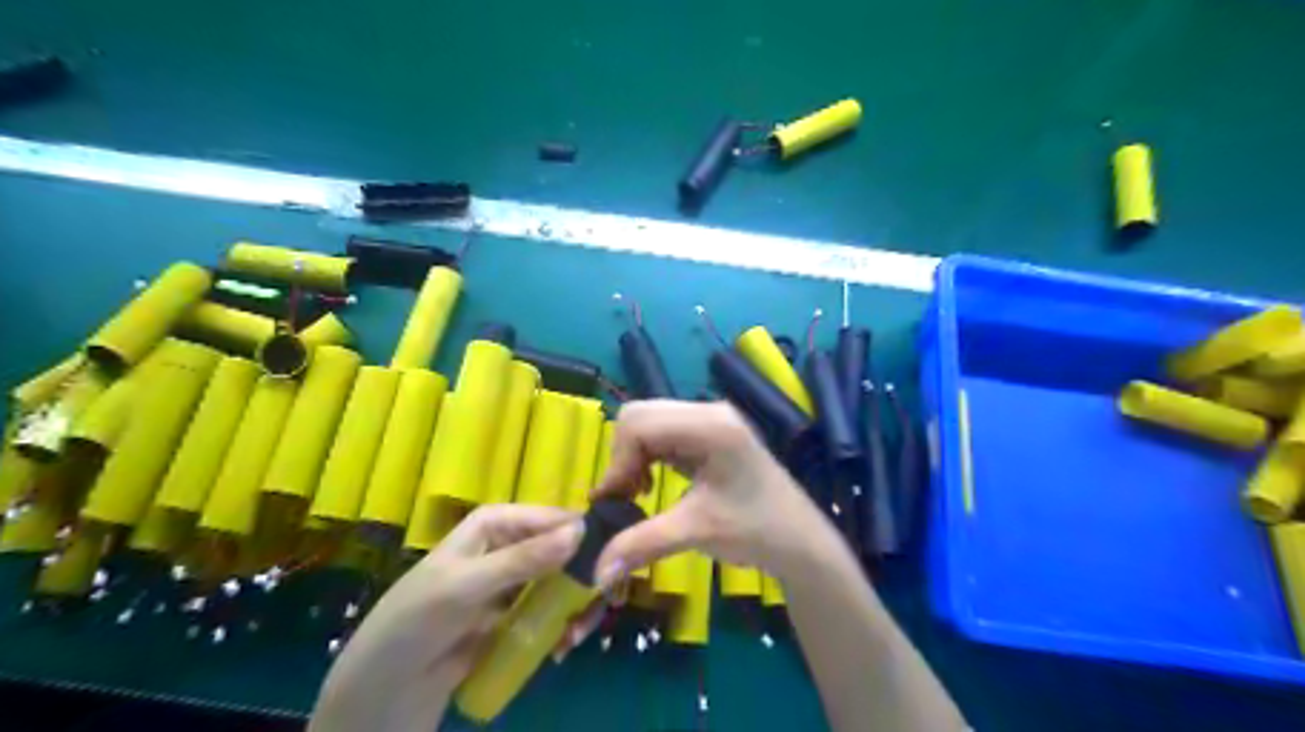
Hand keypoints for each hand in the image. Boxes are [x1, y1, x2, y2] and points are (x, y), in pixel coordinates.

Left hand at [310, 504, 579, 730]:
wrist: (384, 688)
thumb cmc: (416, 621)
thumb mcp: (467, 586)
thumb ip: (524, 560)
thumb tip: (580, 530)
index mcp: (496, 523)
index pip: (552, 518)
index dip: (584, 535)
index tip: (614, 560)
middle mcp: (510, 544)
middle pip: (565, 550)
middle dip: (586, 576)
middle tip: (604, 603)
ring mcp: (515, 582)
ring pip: (564, 581)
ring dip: (578, 605)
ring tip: (576, 634)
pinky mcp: (516, 615)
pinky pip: (552, 611)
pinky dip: (563, 625)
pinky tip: (562, 645)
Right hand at [596, 399, 818, 588]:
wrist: (800, 540)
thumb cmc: (756, 531)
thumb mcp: (697, 533)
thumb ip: (641, 545)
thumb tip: (595, 572)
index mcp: (710, 425)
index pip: (639, 423)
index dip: (618, 461)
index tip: (615, 502)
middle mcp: (708, 411)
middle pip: (640, 416)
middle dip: (622, 457)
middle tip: (625, 497)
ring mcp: (709, 419)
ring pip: (648, 423)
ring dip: (632, 457)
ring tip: (636, 494)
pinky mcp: (708, 432)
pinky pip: (662, 433)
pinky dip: (646, 457)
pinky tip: (650, 484)